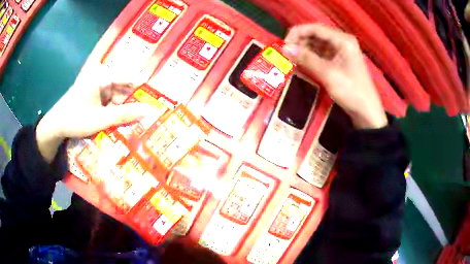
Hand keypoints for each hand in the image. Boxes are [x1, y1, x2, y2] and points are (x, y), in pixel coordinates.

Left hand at [36, 66, 151, 162]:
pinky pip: (110, 101)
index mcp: (102, 76)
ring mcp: (98, 87)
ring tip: (137, 120)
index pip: (129, 78)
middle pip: (123, 87)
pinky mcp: (95, 96)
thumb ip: (124, 115)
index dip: (143, 88)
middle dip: (134, 101)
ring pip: (117, 96)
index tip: (156, 98)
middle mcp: (101, 78)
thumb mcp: (100, 119)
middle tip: (148, 114)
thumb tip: (149, 111)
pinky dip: (116, 111)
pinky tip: (121, 121)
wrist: (56, 126)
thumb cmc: (75, 119)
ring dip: (125, 108)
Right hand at [282, 24, 387, 128]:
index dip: (297, 33)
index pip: (315, 28)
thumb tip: (284, 48)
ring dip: (304, 50)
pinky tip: (302, 63)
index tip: (284, 45)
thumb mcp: (328, 74)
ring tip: (292, 60)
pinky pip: (321, 54)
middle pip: (316, 35)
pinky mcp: (339, 61)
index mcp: (343, 40)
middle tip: (286, 54)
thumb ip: (306, 59)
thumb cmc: (351, 91)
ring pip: (317, 44)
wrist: (367, 112)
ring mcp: (341, 51)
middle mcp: (342, 41)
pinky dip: (311, 57)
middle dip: (300, 42)